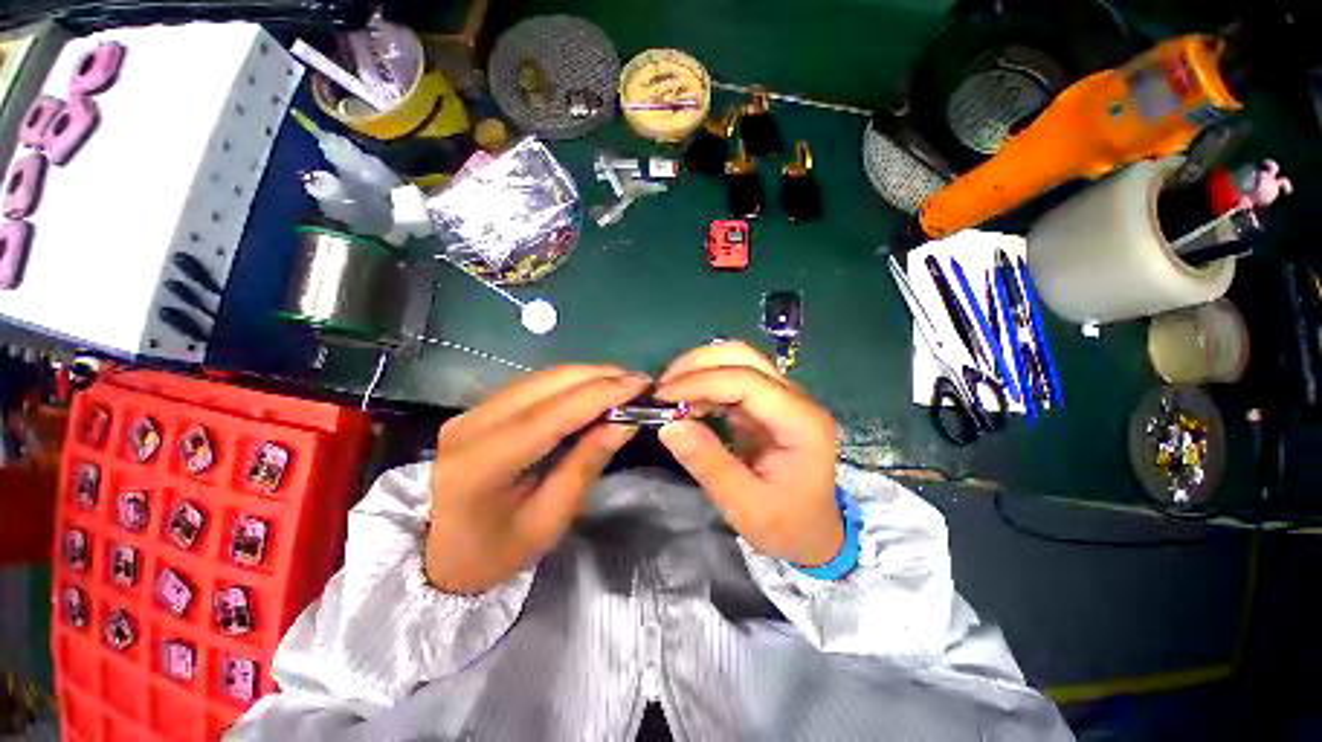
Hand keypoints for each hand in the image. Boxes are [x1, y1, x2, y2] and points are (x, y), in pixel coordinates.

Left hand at [426, 366, 650, 593]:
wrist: (436, 553)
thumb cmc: (494, 552)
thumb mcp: (548, 521)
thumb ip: (586, 464)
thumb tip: (624, 422)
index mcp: (483, 462)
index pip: (552, 414)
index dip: (601, 393)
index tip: (641, 385)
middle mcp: (473, 423)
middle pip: (547, 384)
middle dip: (600, 376)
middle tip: (640, 383)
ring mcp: (473, 411)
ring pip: (541, 377)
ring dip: (588, 376)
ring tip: (624, 384)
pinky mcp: (481, 407)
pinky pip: (534, 385)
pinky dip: (571, 383)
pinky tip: (594, 390)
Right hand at [654, 342, 842, 566]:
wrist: (813, 534)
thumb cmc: (785, 525)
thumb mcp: (744, 506)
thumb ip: (708, 464)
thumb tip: (669, 425)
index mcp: (802, 422)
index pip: (747, 381)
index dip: (701, 382)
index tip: (663, 398)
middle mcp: (796, 399)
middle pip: (744, 357)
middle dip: (697, 365)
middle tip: (662, 390)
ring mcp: (782, 397)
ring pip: (736, 361)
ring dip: (698, 371)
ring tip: (668, 395)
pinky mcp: (765, 404)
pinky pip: (730, 380)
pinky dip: (703, 385)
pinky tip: (685, 402)